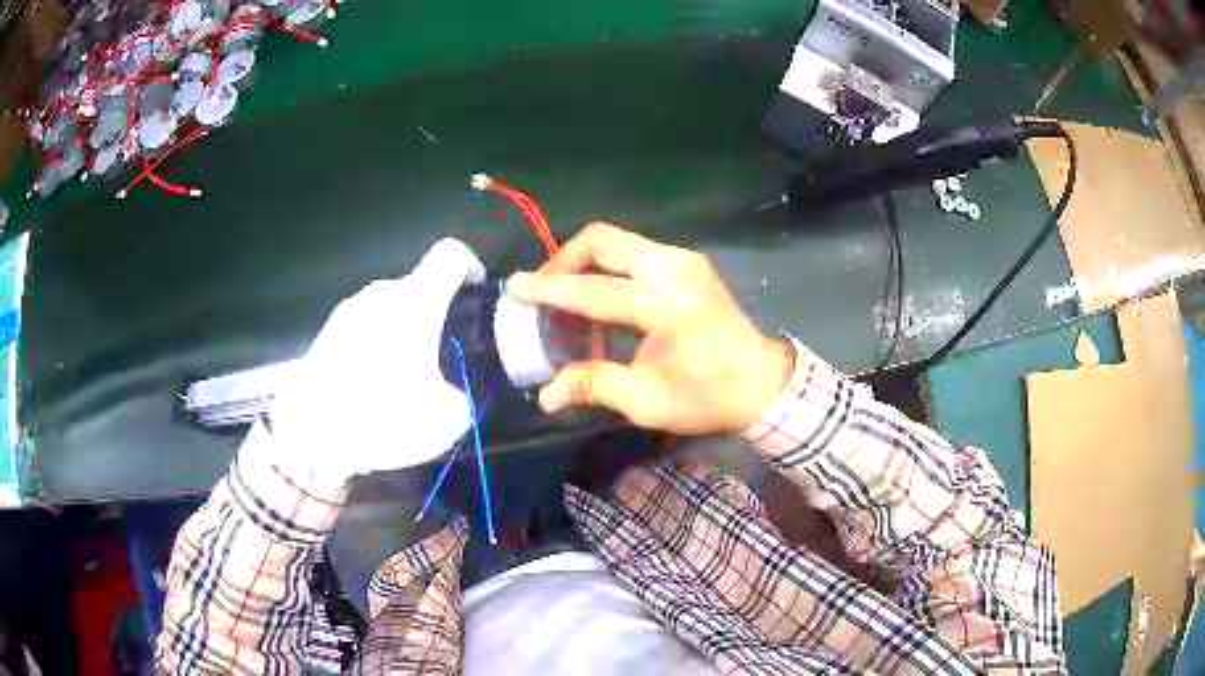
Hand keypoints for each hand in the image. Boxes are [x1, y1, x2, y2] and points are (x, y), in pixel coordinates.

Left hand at [267, 238, 485, 482]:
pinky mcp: (326, 332)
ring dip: (403, 334)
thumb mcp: (446, 419)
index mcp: (416, 301)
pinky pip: (363, 328)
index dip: (470, 268)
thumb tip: (451, 393)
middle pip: (419, 287)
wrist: (309, 433)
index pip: (451, 255)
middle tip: (440, 360)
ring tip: (401, 382)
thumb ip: (461, 394)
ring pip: (389, 310)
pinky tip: (369, 389)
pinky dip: (375, 347)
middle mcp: (381, 293)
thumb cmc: (381, 415)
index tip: (474, 301)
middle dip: (435, 316)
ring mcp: (348, 310)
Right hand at [507, 223, 792, 434]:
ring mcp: (684, 260)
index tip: (515, 287)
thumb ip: (593, 384)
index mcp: (664, 304)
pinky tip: (605, 305)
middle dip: (565, 260)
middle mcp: (673, 269)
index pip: (593, 290)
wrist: (764, 383)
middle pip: (603, 240)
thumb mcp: (646, 400)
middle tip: (544, 291)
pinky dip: (610, 270)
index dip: (548, 290)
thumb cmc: (708, 396)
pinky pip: (636, 252)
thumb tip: (545, 395)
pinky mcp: (689, 263)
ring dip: (586, 265)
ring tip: (571, 304)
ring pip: (618, 242)